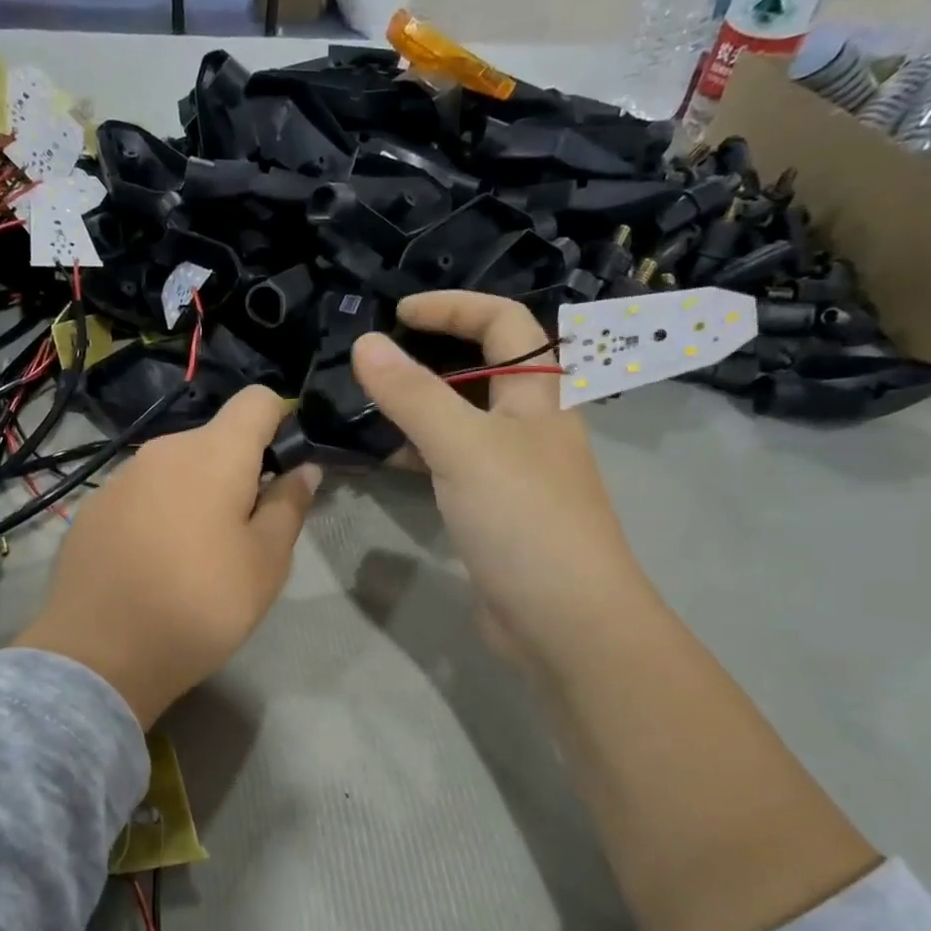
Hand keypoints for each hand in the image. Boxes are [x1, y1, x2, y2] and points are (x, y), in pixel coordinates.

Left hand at [12, 387, 319, 726]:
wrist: (99, 654)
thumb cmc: (201, 605)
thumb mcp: (266, 563)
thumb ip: (290, 505)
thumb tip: (304, 468)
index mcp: (213, 453)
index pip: (257, 399)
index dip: (280, 422)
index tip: (284, 469)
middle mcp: (163, 450)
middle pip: (216, 439)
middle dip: (239, 472)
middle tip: (245, 534)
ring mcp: (121, 478)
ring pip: (177, 469)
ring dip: (197, 494)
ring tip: (196, 556)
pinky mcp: (93, 509)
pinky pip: (142, 494)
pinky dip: (159, 513)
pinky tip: (153, 564)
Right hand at [351, 292, 645, 678]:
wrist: (566, 623)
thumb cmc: (525, 520)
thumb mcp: (465, 447)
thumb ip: (413, 394)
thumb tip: (365, 343)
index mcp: (540, 396)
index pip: (504, 323)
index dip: (454, 307)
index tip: (397, 314)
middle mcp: (531, 426)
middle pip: (483, 370)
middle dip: (431, 355)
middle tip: (375, 363)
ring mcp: (514, 472)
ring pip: (463, 420)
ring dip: (420, 407)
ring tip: (366, 407)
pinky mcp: (495, 512)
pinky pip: (452, 464)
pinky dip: (419, 453)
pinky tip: (384, 461)